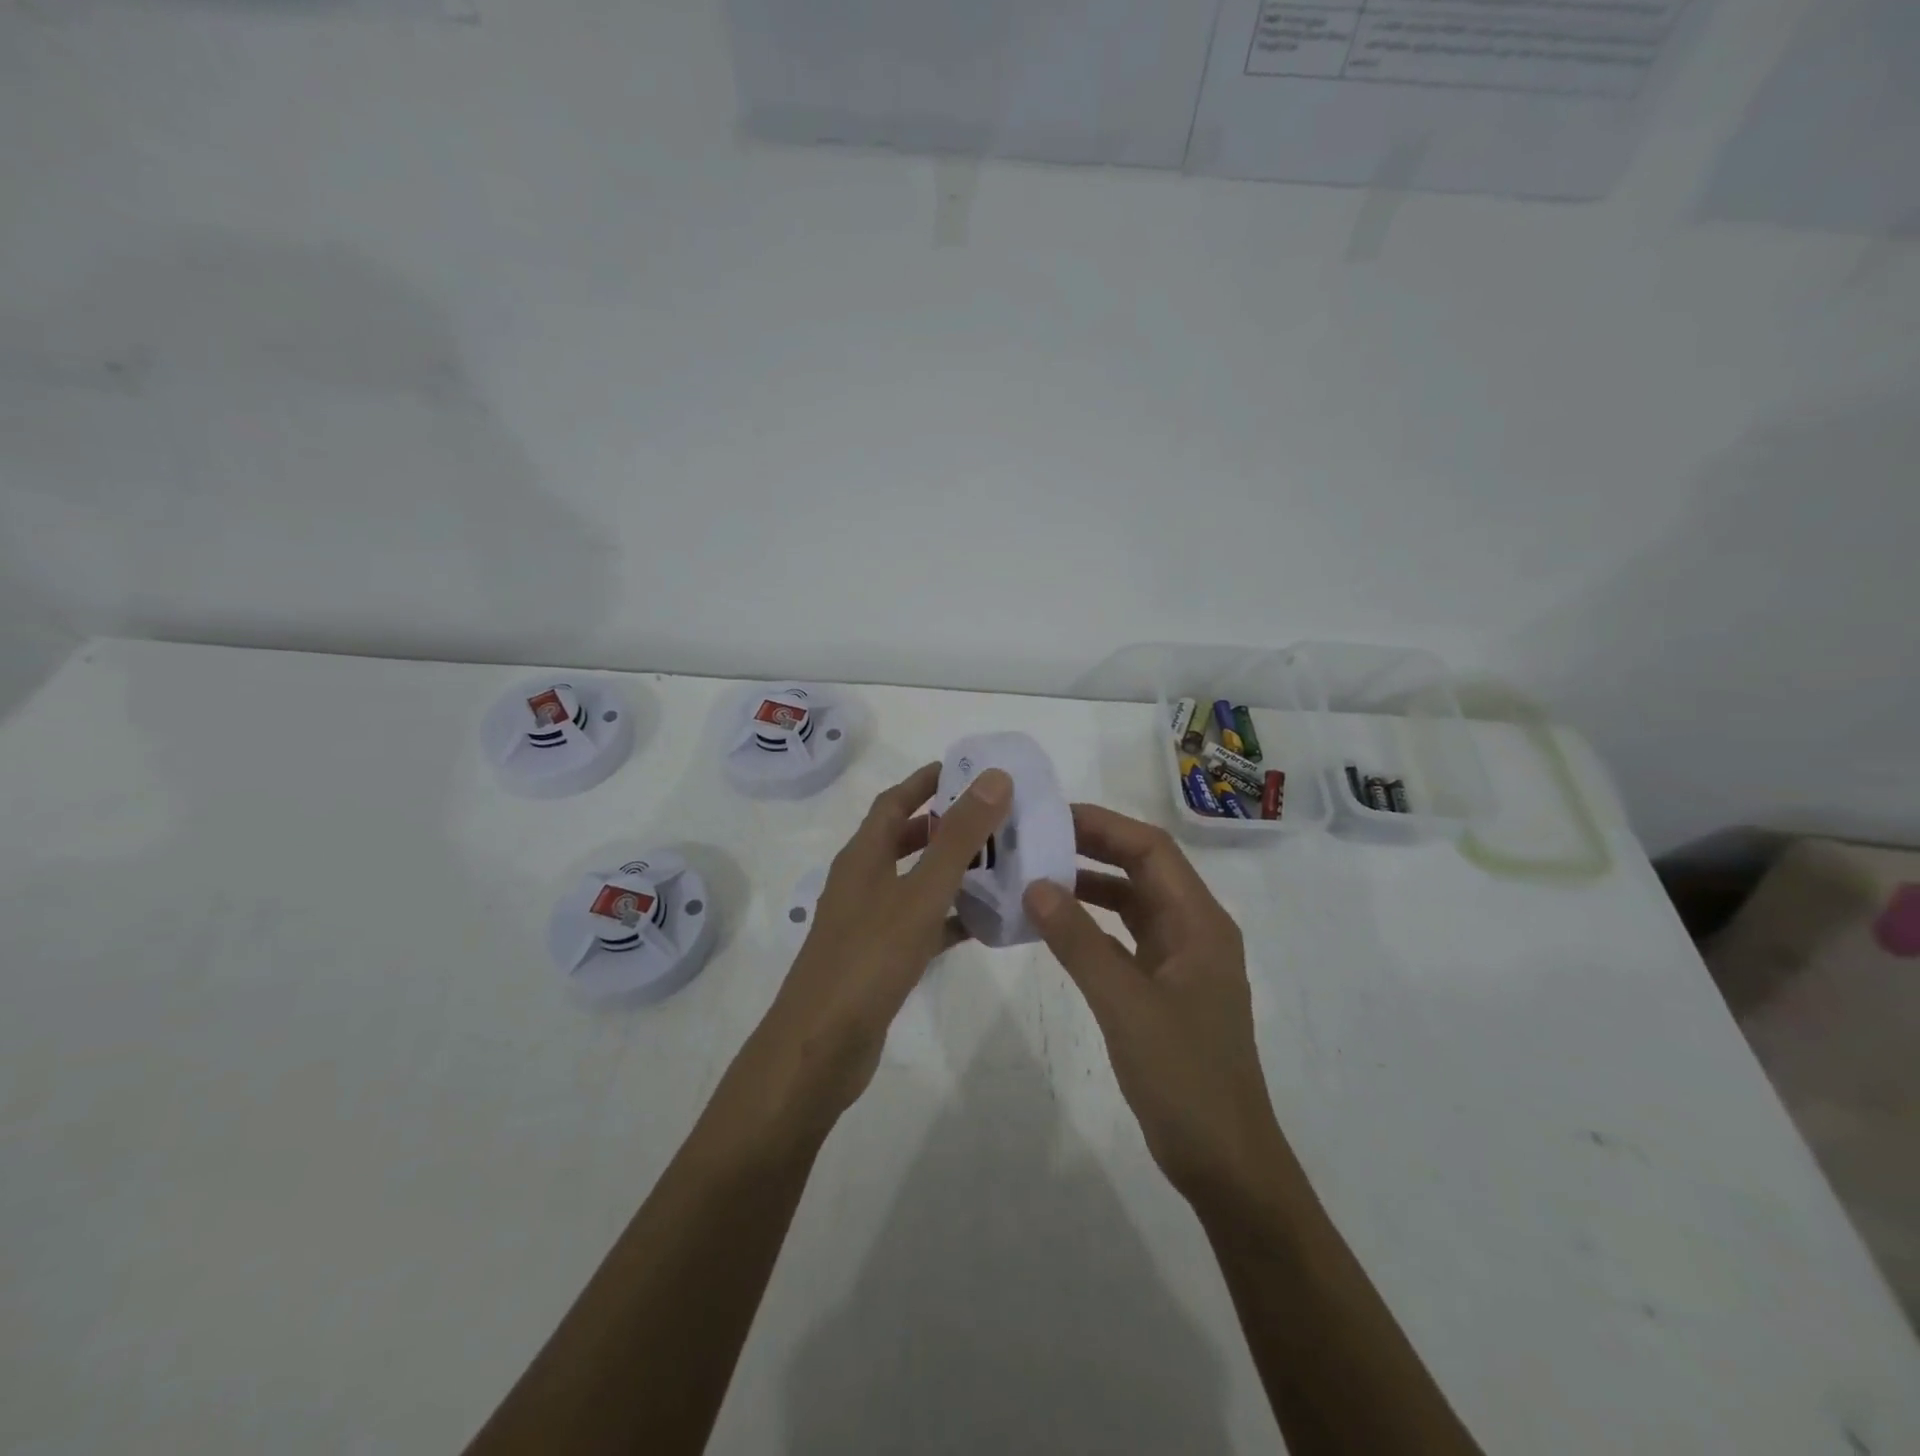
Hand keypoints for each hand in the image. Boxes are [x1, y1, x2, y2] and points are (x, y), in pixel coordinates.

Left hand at [720, 761, 1010, 1145]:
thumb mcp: (920, 893)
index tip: (967, 770)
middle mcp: (862, 882)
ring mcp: (868, 922)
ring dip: (952, 871)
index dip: (926, 781)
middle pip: (905, 839)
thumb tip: (993, 778)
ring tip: (1001, 864)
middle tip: (995, 819)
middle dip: (946, 825)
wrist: (821, 1047)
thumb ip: (958, 837)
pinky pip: (921, 924)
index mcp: (863, 856)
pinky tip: (984, 924)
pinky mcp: (879, 959)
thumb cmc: (869, 959)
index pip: (894, 801)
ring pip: (915, 882)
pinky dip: (949, 917)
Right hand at [1023, 805, 1284, 1205]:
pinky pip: (1125, 938)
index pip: (1152, 850)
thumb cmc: (1184, 1077)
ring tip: (1037, 873)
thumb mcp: (1125, 1004)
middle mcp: (1194, 931)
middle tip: (1035, 838)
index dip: (1104, 825)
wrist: (1225, 1161)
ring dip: (1090, 885)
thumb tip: (1035, 885)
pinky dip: (1092, 925)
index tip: (1052, 816)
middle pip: (1143, 869)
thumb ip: (1079, 942)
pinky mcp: (1165, 989)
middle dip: (1093, 848)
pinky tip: (1055, 926)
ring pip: (1133, 903)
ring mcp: (1181, 961)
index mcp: (1200, 923)